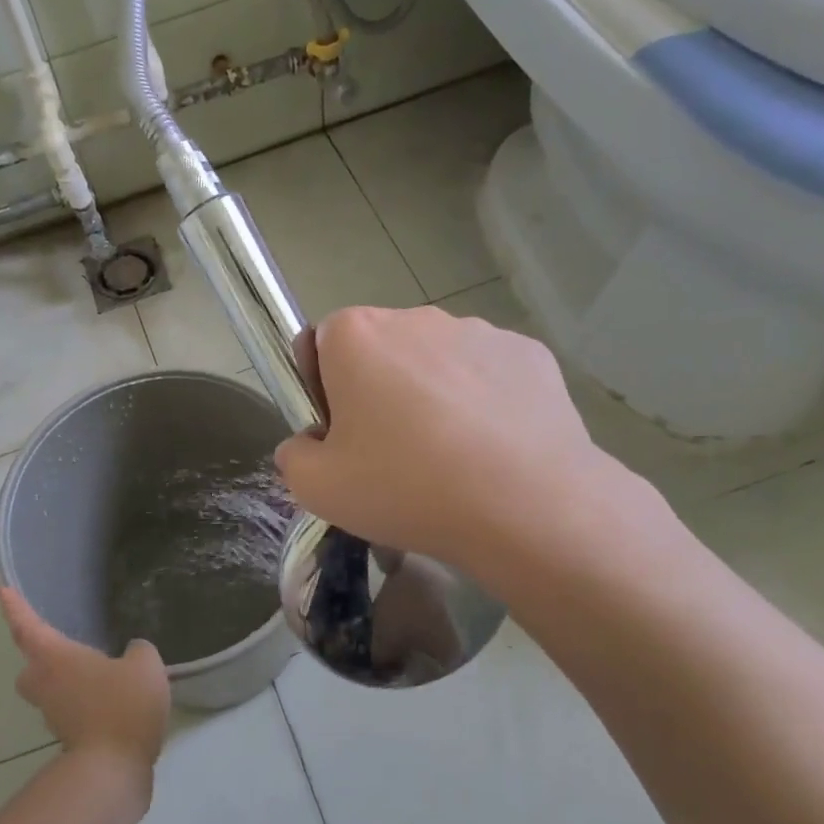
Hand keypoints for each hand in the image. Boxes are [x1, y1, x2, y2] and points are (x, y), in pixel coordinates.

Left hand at [0, 588, 170, 776]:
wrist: (113, 771)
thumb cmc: (122, 706)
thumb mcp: (144, 665)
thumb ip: (138, 651)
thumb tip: (133, 653)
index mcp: (56, 658)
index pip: (28, 627)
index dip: (16, 608)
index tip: (2, 591)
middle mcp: (46, 686)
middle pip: (31, 668)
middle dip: (40, 659)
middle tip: (63, 650)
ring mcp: (55, 717)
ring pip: (51, 694)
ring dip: (68, 685)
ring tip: (100, 677)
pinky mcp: (71, 742)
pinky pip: (73, 715)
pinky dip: (87, 708)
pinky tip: (115, 705)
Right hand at [273, 306, 634, 576]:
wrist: (525, 505)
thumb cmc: (405, 487)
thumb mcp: (317, 489)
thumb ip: (293, 456)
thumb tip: (309, 443)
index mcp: (357, 336)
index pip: (321, 342)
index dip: (322, 388)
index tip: (341, 434)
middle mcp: (416, 318)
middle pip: (380, 349)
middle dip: (377, 389)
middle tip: (391, 453)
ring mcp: (479, 331)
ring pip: (436, 360)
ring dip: (431, 393)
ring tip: (449, 456)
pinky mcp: (530, 354)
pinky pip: (487, 374)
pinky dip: (482, 401)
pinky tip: (491, 450)